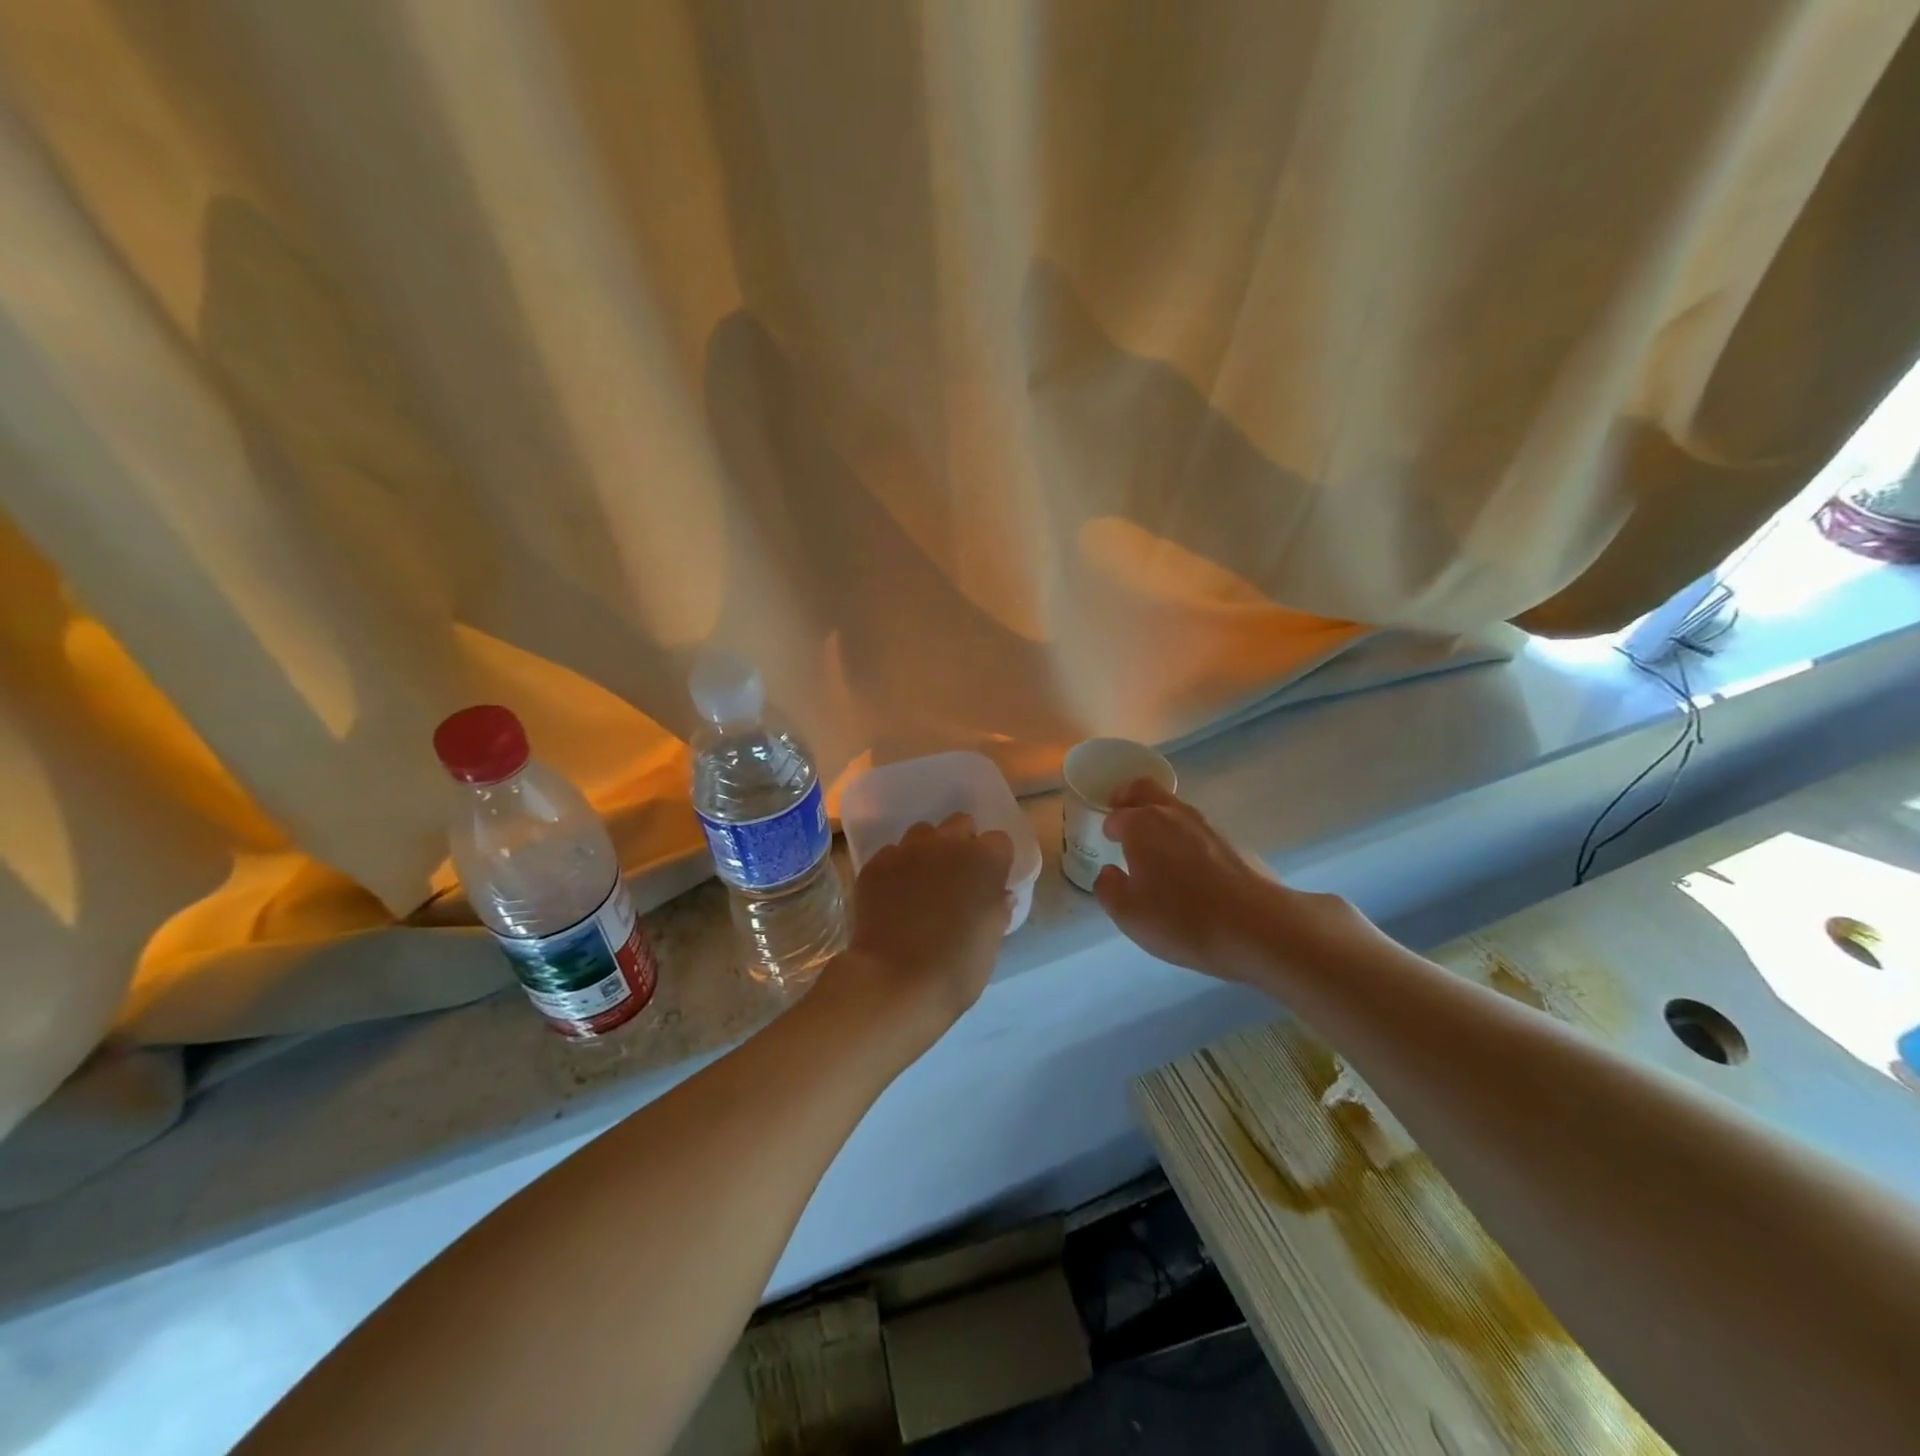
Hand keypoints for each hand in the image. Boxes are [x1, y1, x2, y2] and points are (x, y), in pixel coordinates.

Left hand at [825, 813, 1013, 1051]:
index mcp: (984, 860)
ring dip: (927, 851)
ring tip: (921, 884)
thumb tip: (998, 895)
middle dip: (961, 844)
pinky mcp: (875, 864)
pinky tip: (893, 897)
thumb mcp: (992, 941)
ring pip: (922, 834)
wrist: (895, 981)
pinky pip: (891, 855)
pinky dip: (896, 869)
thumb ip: (997, 909)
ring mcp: (907, 851)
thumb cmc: (957, 967)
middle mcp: (947, 844)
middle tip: (956, 878)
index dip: (995, 861)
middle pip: (960, 824)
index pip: (999, 841)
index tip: (989, 883)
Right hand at [1094, 779, 1358, 985]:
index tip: (1107, 841)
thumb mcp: (1128, 914)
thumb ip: (1108, 889)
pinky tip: (1188, 866)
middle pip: (1145, 789)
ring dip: (1160, 816)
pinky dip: (1186, 837)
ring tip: (1155, 846)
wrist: (1257, 927)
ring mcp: (1207, 824)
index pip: (1116, 815)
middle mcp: (1173, 813)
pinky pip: (1198, 829)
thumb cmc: (1182, 918)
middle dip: (1129, 797)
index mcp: (1141, 824)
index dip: (1108, 827)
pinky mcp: (1233, 841)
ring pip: (1174, 807)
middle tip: (1122, 814)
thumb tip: (1109, 872)